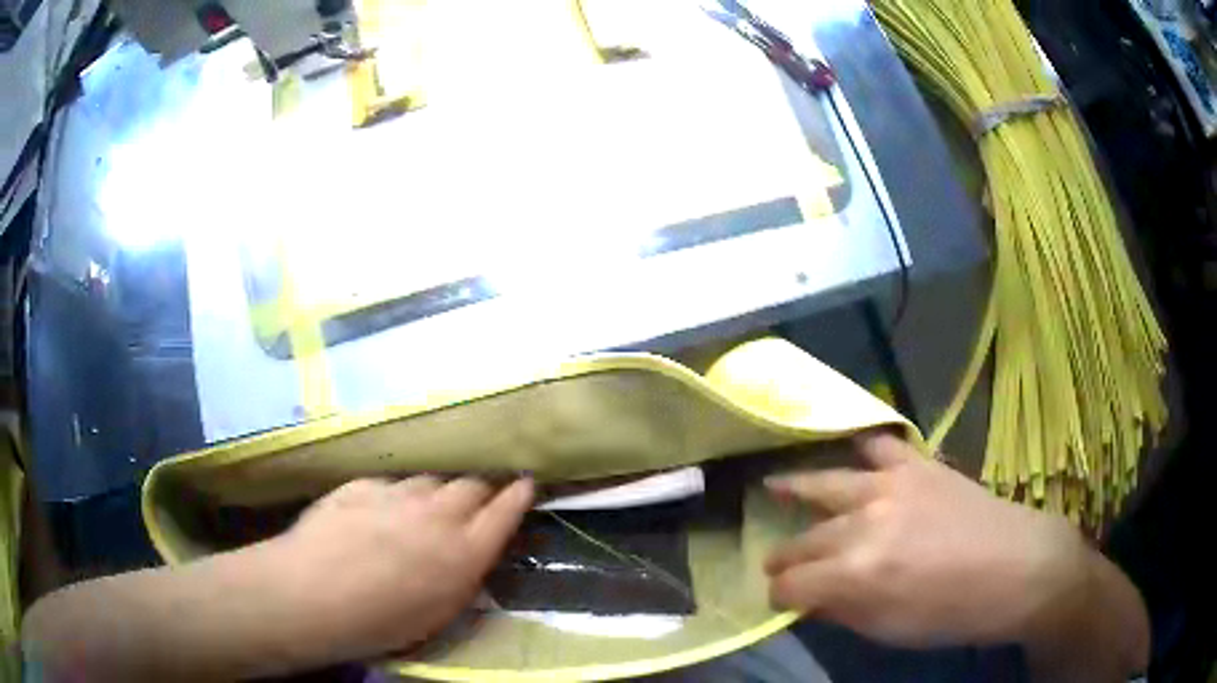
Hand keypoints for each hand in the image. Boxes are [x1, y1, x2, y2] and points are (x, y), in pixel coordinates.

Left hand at [270, 476, 533, 662]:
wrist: (313, 593)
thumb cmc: (381, 622)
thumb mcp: (438, 614)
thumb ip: (462, 578)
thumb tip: (471, 556)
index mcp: (464, 552)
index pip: (505, 510)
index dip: (519, 494)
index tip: (526, 483)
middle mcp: (438, 514)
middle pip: (472, 484)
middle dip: (481, 487)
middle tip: (477, 497)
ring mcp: (398, 494)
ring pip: (431, 480)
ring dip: (436, 492)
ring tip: (425, 508)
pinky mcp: (363, 484)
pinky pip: (391, 484)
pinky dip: (396, 495)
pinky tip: (381, 512)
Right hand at [764, 432, 1089, 649]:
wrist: (1018, 568)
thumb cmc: (954, 614)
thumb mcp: (890, 631)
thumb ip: (842, 612)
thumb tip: (811, 601)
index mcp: (855, 573)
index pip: (791, 584)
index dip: (780, 596)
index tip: (782, 602)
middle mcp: (863, 522)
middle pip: (804, 540)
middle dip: (785, 558)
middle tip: (779, 565)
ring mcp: (891, 485)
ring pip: (826, 484)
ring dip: (796, 489)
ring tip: (773, 486)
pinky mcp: (919, 465)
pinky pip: (880, 448)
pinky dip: (862, 452)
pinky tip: (852, 454)